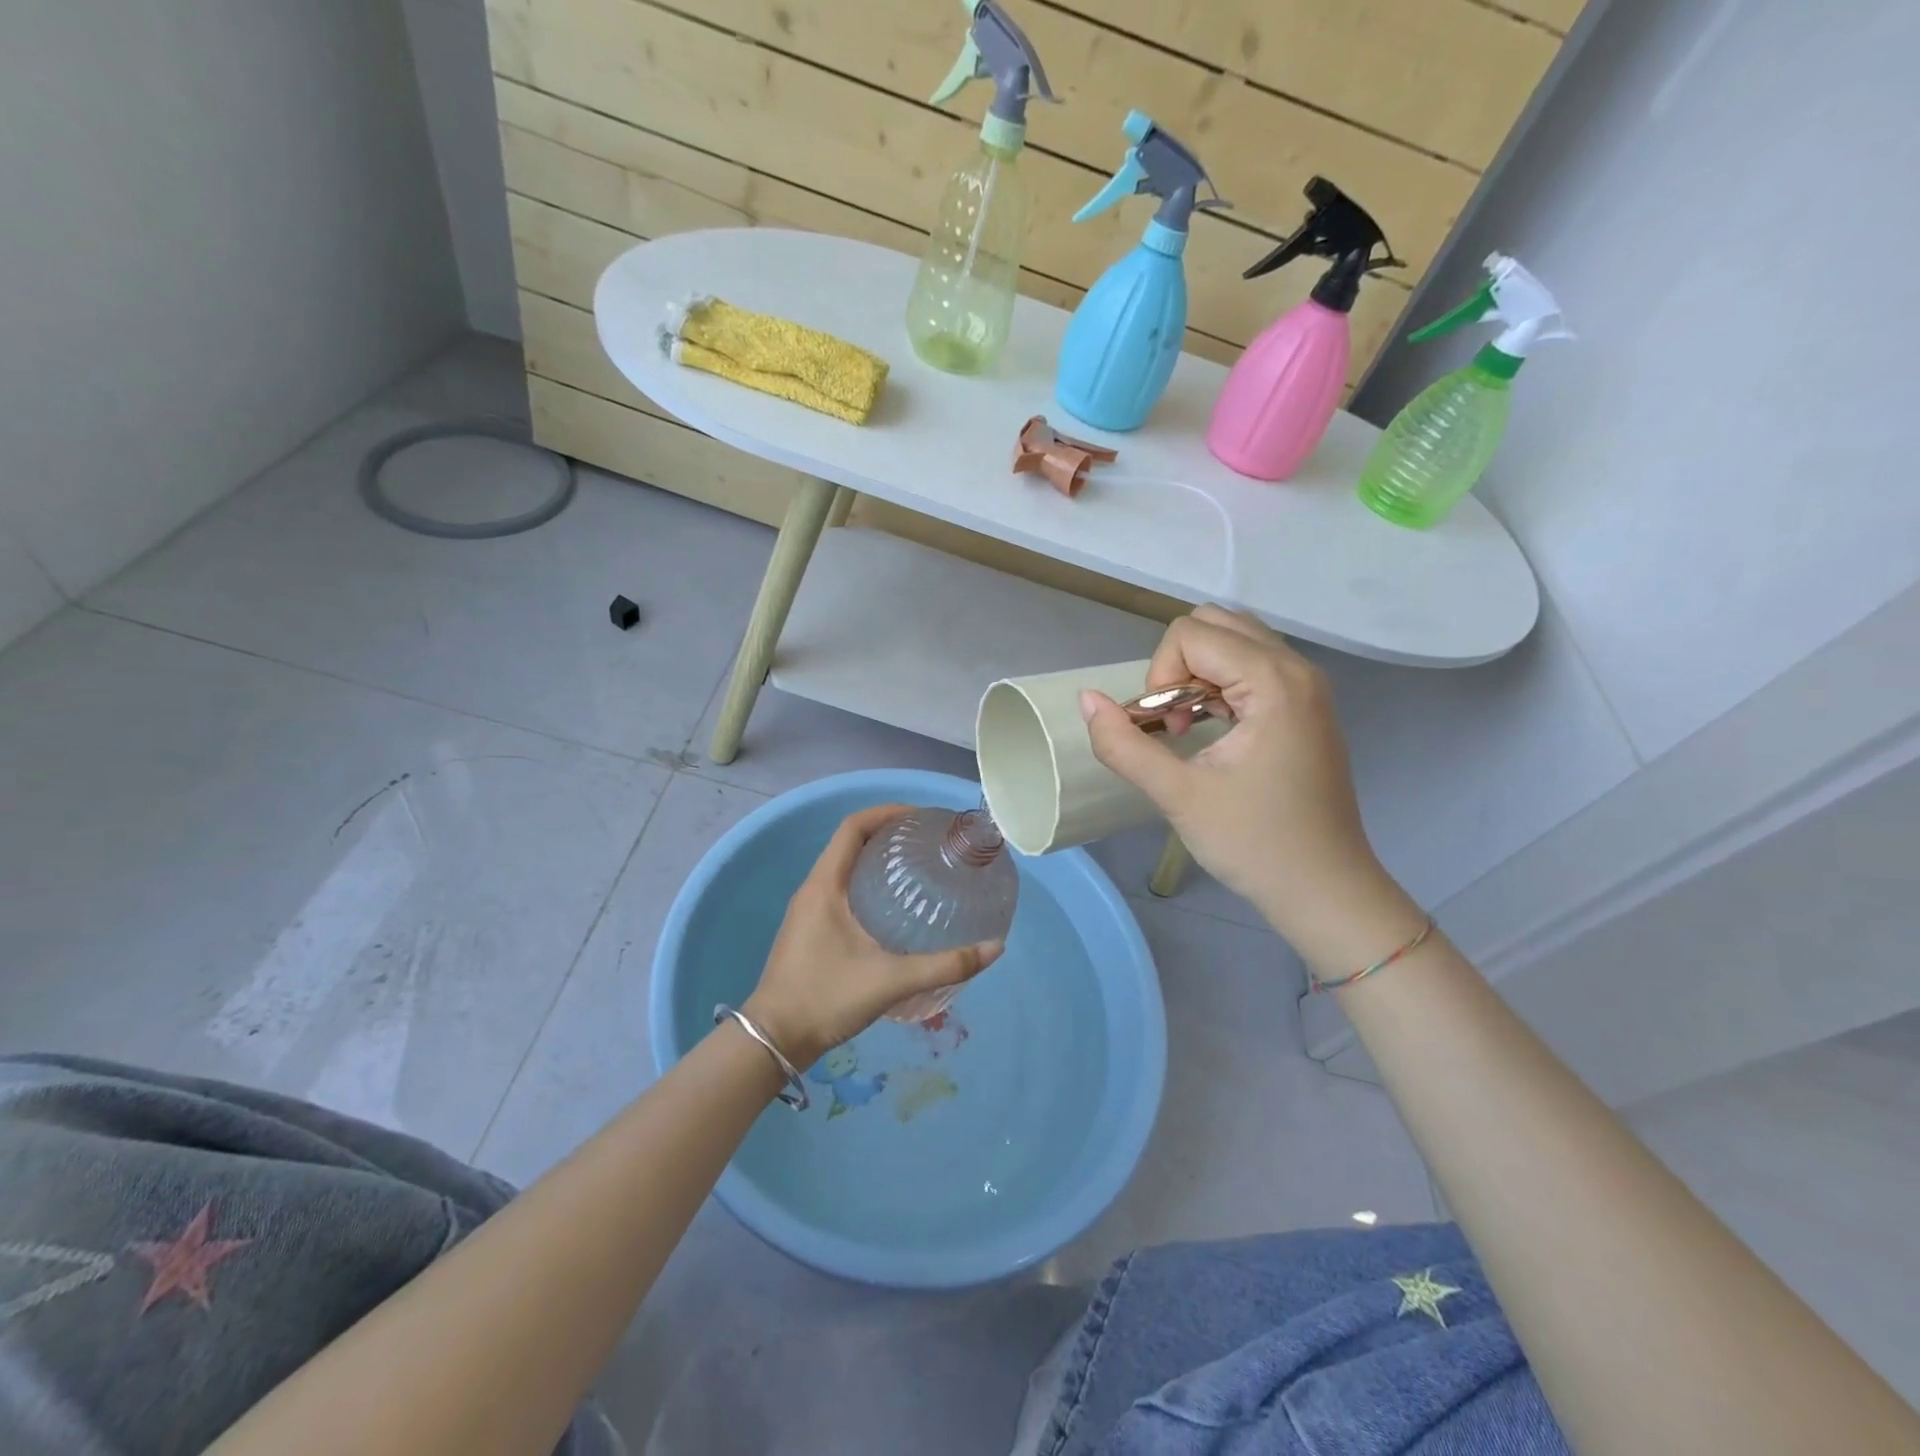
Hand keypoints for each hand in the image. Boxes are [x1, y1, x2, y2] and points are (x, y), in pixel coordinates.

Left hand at [742, 805, 1003, 1070]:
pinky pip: (840, 889)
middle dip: (887, 834)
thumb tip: (994, 947)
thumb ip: (944, 965)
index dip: (886, 812)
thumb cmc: (827, 998)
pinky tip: (894, 908)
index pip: (853, 827)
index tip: (920, 817)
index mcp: (825, 885)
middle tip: (927, 843)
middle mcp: (813, 889)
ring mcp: (808, 910)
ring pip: (844, 867)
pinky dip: (867, 883)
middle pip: (850, 843)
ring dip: (876, 859)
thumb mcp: (891, 980)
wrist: (773, 1040)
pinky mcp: (810, 929)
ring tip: (916, 869)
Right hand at [1079, 606, 1419, 956]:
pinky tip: (1212, 731)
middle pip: (1215, 625)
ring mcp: (1307, 687)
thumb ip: (1123, 744)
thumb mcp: (1177, 795)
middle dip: (1178, 666)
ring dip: (1197, 675)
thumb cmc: (1254, 843)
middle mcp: (1297, 669)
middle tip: (1175, 722)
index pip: (1191, 633)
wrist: (1324, 890)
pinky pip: (1252, 668)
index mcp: (1274, 681)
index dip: (1160, 676)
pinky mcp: (1306, 707)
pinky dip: (1220, 685)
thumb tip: (1086, 699)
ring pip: (1234, 643)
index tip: (1167, 731)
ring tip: (1190, 728)